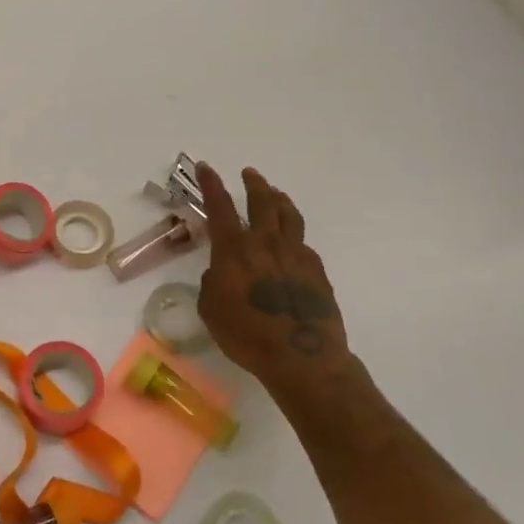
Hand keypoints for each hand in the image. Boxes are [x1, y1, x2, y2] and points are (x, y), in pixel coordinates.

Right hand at [195, 163, 351, 388]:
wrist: (301, 356)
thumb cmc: (246, 334)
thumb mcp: (211, 308)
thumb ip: (213, 282)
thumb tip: (223, 273)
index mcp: (234, 249)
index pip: (219, 206)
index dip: (211, 184)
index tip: (206, 167)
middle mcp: (266, 243)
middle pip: (262, 201)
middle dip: (253, 184)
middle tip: (249, 174)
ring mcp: (296, 254)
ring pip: (289, 215)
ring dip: (279, 199)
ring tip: (275, 193)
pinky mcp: (317, 271)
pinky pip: (303, 243)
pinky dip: (293, 234)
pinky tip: (292, 242)